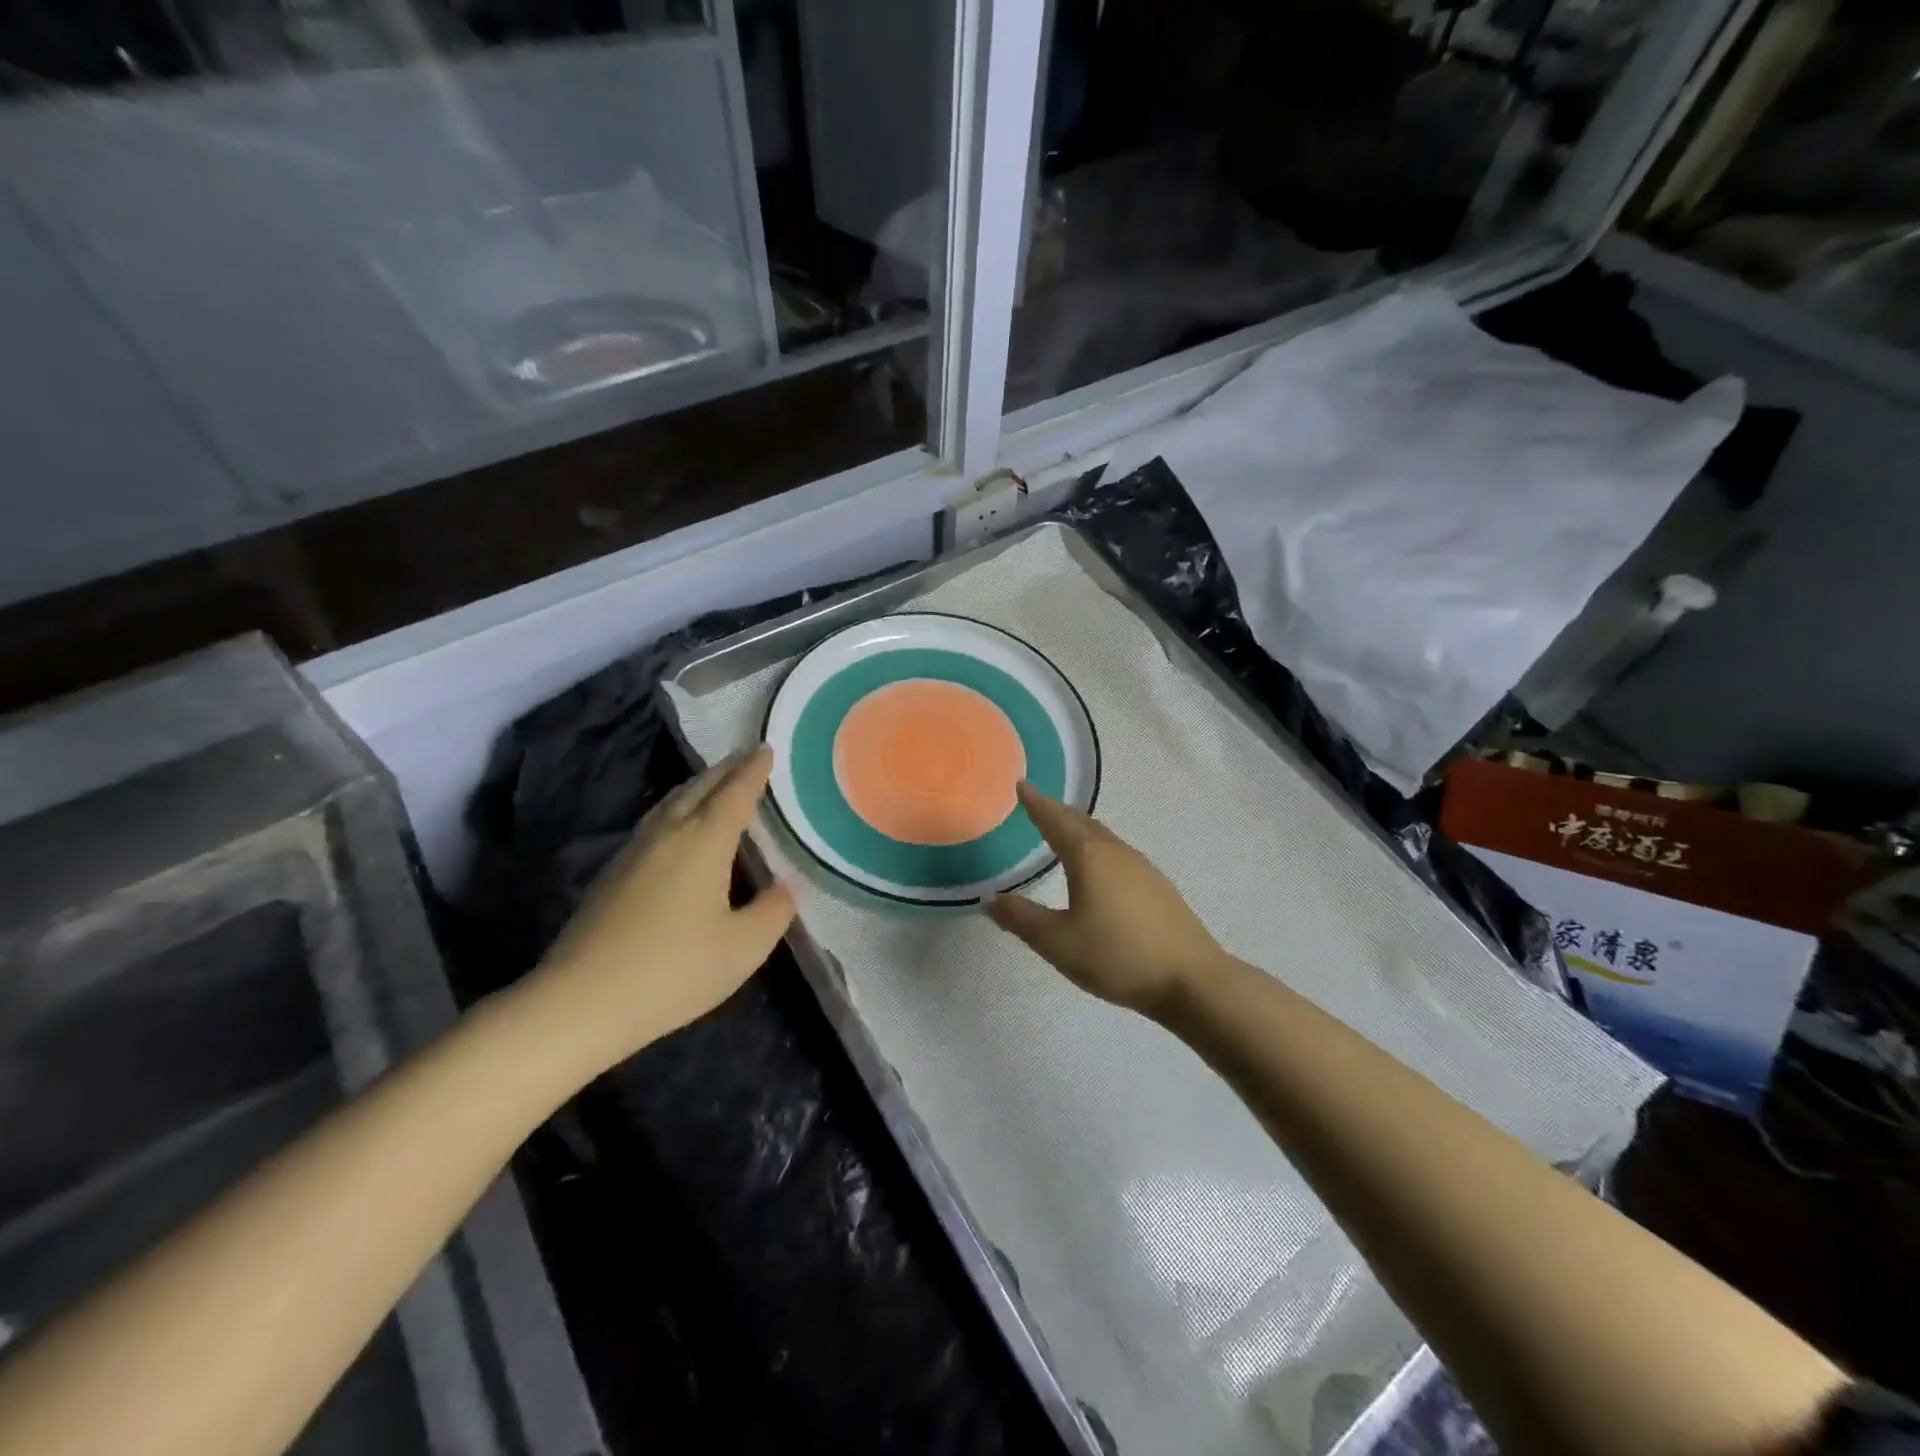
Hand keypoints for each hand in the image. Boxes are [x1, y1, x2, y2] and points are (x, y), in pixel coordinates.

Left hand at [525, 747, 795, 1072]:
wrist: (581, 1002)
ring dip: (699, 785)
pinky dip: (678, 808)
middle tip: (747, 757)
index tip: (766, 748)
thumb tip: (785, 886)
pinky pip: (655, 821)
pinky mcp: (613, 873)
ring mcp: (634, 851)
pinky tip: (678, 826)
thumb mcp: (743, 948)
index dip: (754, 770)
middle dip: (726, 769)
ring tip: (716, 782)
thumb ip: (773, 911)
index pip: (735, 792)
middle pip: (700, 787)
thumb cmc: (673, 971)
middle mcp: (668, 834)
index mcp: (704, 842)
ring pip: (672, 802)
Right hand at [986, 783, 1224, 1018]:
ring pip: (1102, 836)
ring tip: (1062, 832)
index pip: (1055, 820)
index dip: (1036, 803)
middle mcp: (1115, 852)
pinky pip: (1117, 852)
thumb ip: (1022, 919)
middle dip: (1057, 812)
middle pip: (1081, 822)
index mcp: (1088, 857)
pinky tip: (1098, 867)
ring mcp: (1141, 866)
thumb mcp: (1058, 943)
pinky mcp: (1157, 885)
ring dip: (1079, 828)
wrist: (1191, 979)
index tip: (1021, 785)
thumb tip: (990, 900)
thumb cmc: (1118, 956)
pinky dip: (1097, 846)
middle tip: (1037, 805)